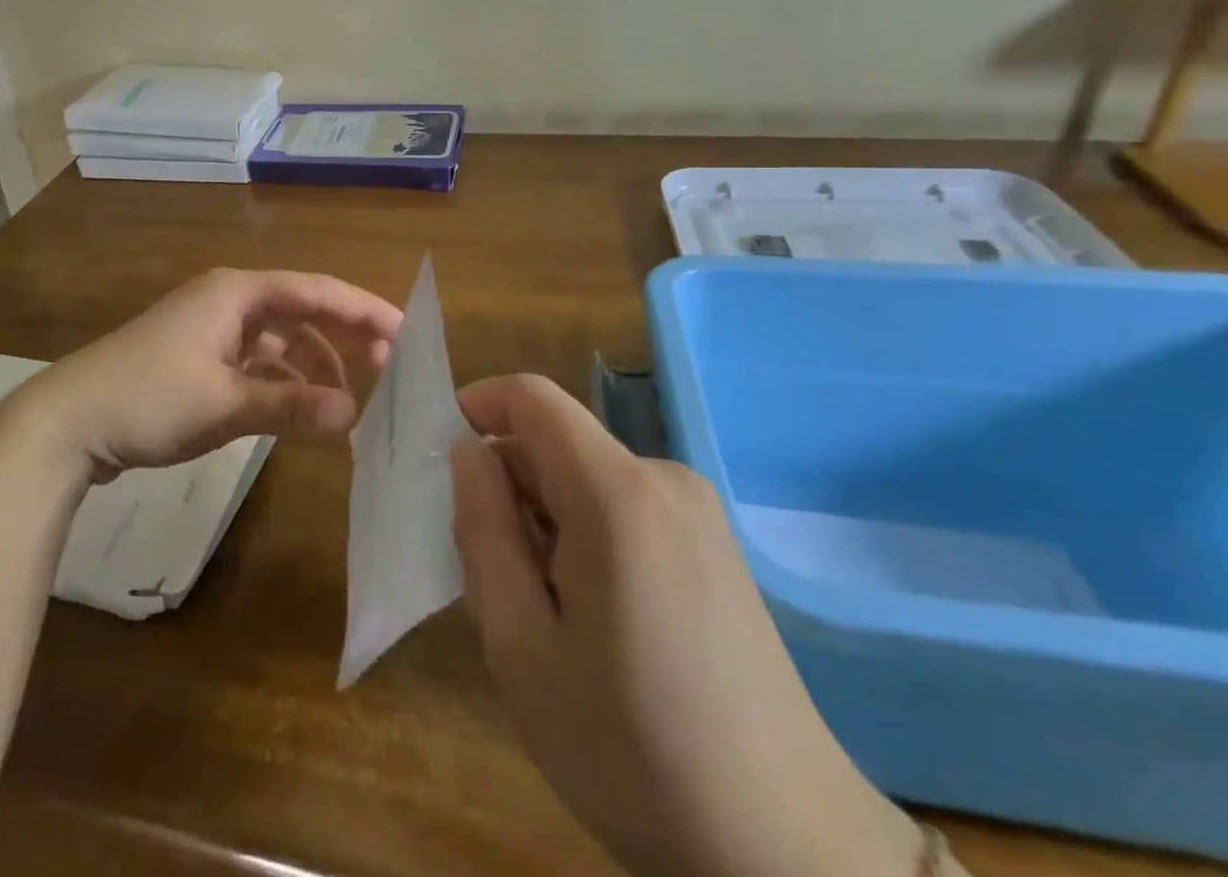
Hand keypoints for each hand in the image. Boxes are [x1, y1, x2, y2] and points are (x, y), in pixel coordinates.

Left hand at [10, 268, 402, 480]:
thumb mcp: (223, 403)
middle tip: (388, 366)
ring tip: (345, 400)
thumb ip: (290, 405)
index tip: (404, 331)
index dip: (362, 309)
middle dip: (344, 335)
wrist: (67, 422)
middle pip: (301, 309)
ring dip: (312, 364)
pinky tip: (298, 408)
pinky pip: (256, 362)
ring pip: (279, 340)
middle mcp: (228, 302)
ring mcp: (211, 330)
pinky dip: (281, 381)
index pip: (315, 290)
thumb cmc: (147, 398)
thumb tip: (354, 413)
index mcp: (236, 293)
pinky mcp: (199, 359)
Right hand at [450, 374, 919, 876]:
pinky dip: (584, 535)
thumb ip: (482, 530)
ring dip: (543, 518)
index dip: (477, 406)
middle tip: (487, 574)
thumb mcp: (520, 646)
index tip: (441, 458)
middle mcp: (662, 479)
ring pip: (585, 478)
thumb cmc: (631, 750)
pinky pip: (623, 507)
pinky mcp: (715, 544)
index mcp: (615, 493)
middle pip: (557, 443)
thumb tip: (468, 453)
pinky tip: (590, 620)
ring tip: (540, 613)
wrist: (787, 853)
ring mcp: (698, 511)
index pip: (531, 397)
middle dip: (507, 486)